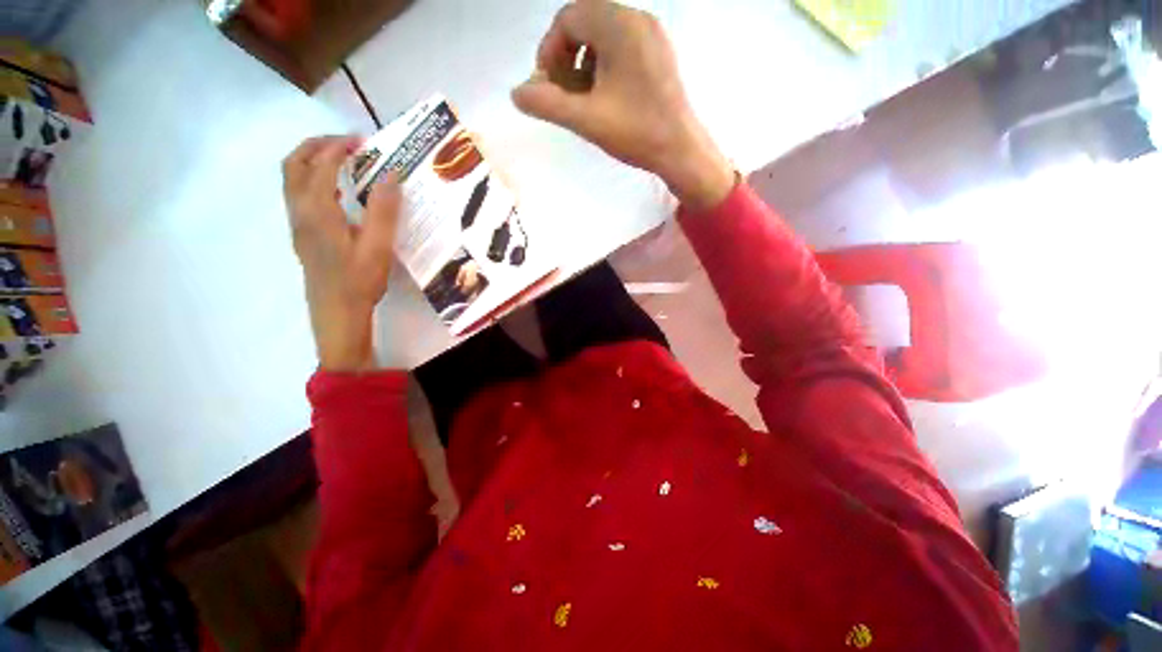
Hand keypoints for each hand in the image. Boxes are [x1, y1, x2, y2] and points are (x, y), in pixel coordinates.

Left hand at [283, 136, 400, 371]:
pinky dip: (313, 179)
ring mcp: (297, 222)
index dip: (340, 147)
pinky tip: (337, 192)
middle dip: (317, 146)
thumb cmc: (359, 280)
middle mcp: (300, 210)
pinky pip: (298, 194)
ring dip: (311, 161)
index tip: (363, 141)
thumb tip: (391, 174)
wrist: (337, 311)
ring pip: (292, 178)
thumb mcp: (378, 245)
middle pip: (294, 164)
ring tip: (341, 162)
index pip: (322, 164)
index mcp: (318, 209)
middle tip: (346, 144)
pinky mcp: (302, 234)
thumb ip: (383, 209)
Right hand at [512, 0, 734, 209]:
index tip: (548, 86)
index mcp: (619, 25)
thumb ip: (547, 104)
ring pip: (603, 37)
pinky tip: (605, 98)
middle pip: (586, 23)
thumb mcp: (586, 119)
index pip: (569, 18)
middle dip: (566, 58)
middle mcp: (637, 19)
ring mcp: (652, 36)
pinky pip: (622, 49)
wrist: (681, 151)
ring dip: (584, 64)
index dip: (550, 51)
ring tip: (583, 100)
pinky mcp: (659, 55)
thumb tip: (516, 93)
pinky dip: (604, 68)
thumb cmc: (636, 132)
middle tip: (563, 94)